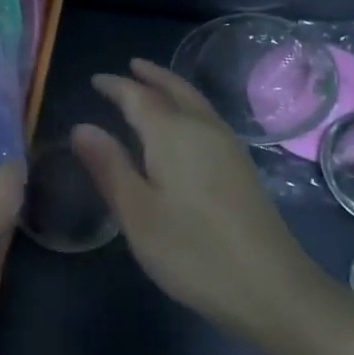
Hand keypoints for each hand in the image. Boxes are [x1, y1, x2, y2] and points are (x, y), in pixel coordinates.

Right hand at [73, 58, 325, 342]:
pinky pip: (207, 118)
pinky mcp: (242, 168)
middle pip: (175, 89)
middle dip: (151, 77)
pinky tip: (184, 127)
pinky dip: (188, 107)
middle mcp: (202, 128)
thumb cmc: (193, 251)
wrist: (272, 288)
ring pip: (196, 102)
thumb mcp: (137, 213)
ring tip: (153, 87)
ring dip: (172, 88)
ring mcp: (229, 147)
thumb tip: (81, 127)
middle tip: (130, 67)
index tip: (95, 80)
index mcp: (172, 133)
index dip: (115, 86)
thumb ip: (109, 166)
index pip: (138, 96)